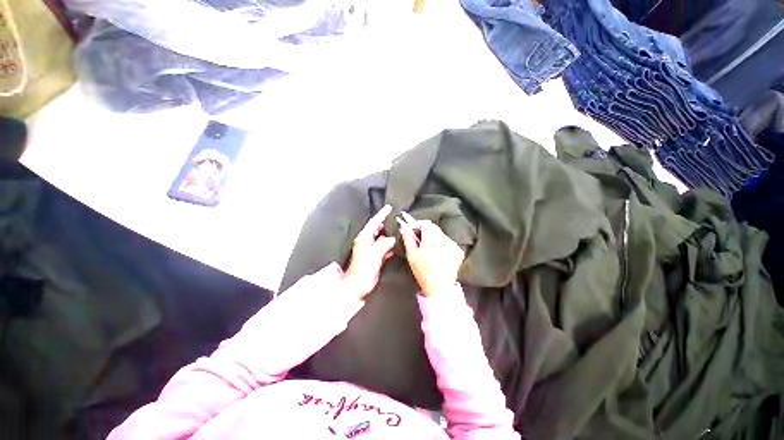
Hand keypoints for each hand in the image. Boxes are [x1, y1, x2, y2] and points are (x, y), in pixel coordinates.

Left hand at [343, 205, 395, 298]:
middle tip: (395, 219)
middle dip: (386, 224)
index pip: (374, 222)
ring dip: (388, 236)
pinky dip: (389, 246)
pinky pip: (383, 248)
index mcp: (364, 238)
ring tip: (398, 231)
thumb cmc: (364, 268)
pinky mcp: (373, 257)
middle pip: (377, 229)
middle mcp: (366, 241)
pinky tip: (396, 246)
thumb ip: (385, 244)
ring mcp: (370, 249)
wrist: (358, 285)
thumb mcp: (375, 254)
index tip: (389, 207)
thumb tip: (393, 239)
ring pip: (381, 239)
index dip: (381, 214)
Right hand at [400, 219, 464, 296]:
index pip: (425, 223)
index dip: (418, 226)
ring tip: (429, 252)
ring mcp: (452, 244)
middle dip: (426, 233)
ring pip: (441, 235)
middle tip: (420, 243)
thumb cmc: (424, 272)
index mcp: (431, 237)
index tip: (414, 231)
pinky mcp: (458, 251)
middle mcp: (444, 238)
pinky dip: (443, 246)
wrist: (440, 287)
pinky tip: (438, 256)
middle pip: (434, 228)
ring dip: (434, 239)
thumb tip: (405, 228)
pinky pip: (448, 243)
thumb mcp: (411, 254)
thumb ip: (408, 238)